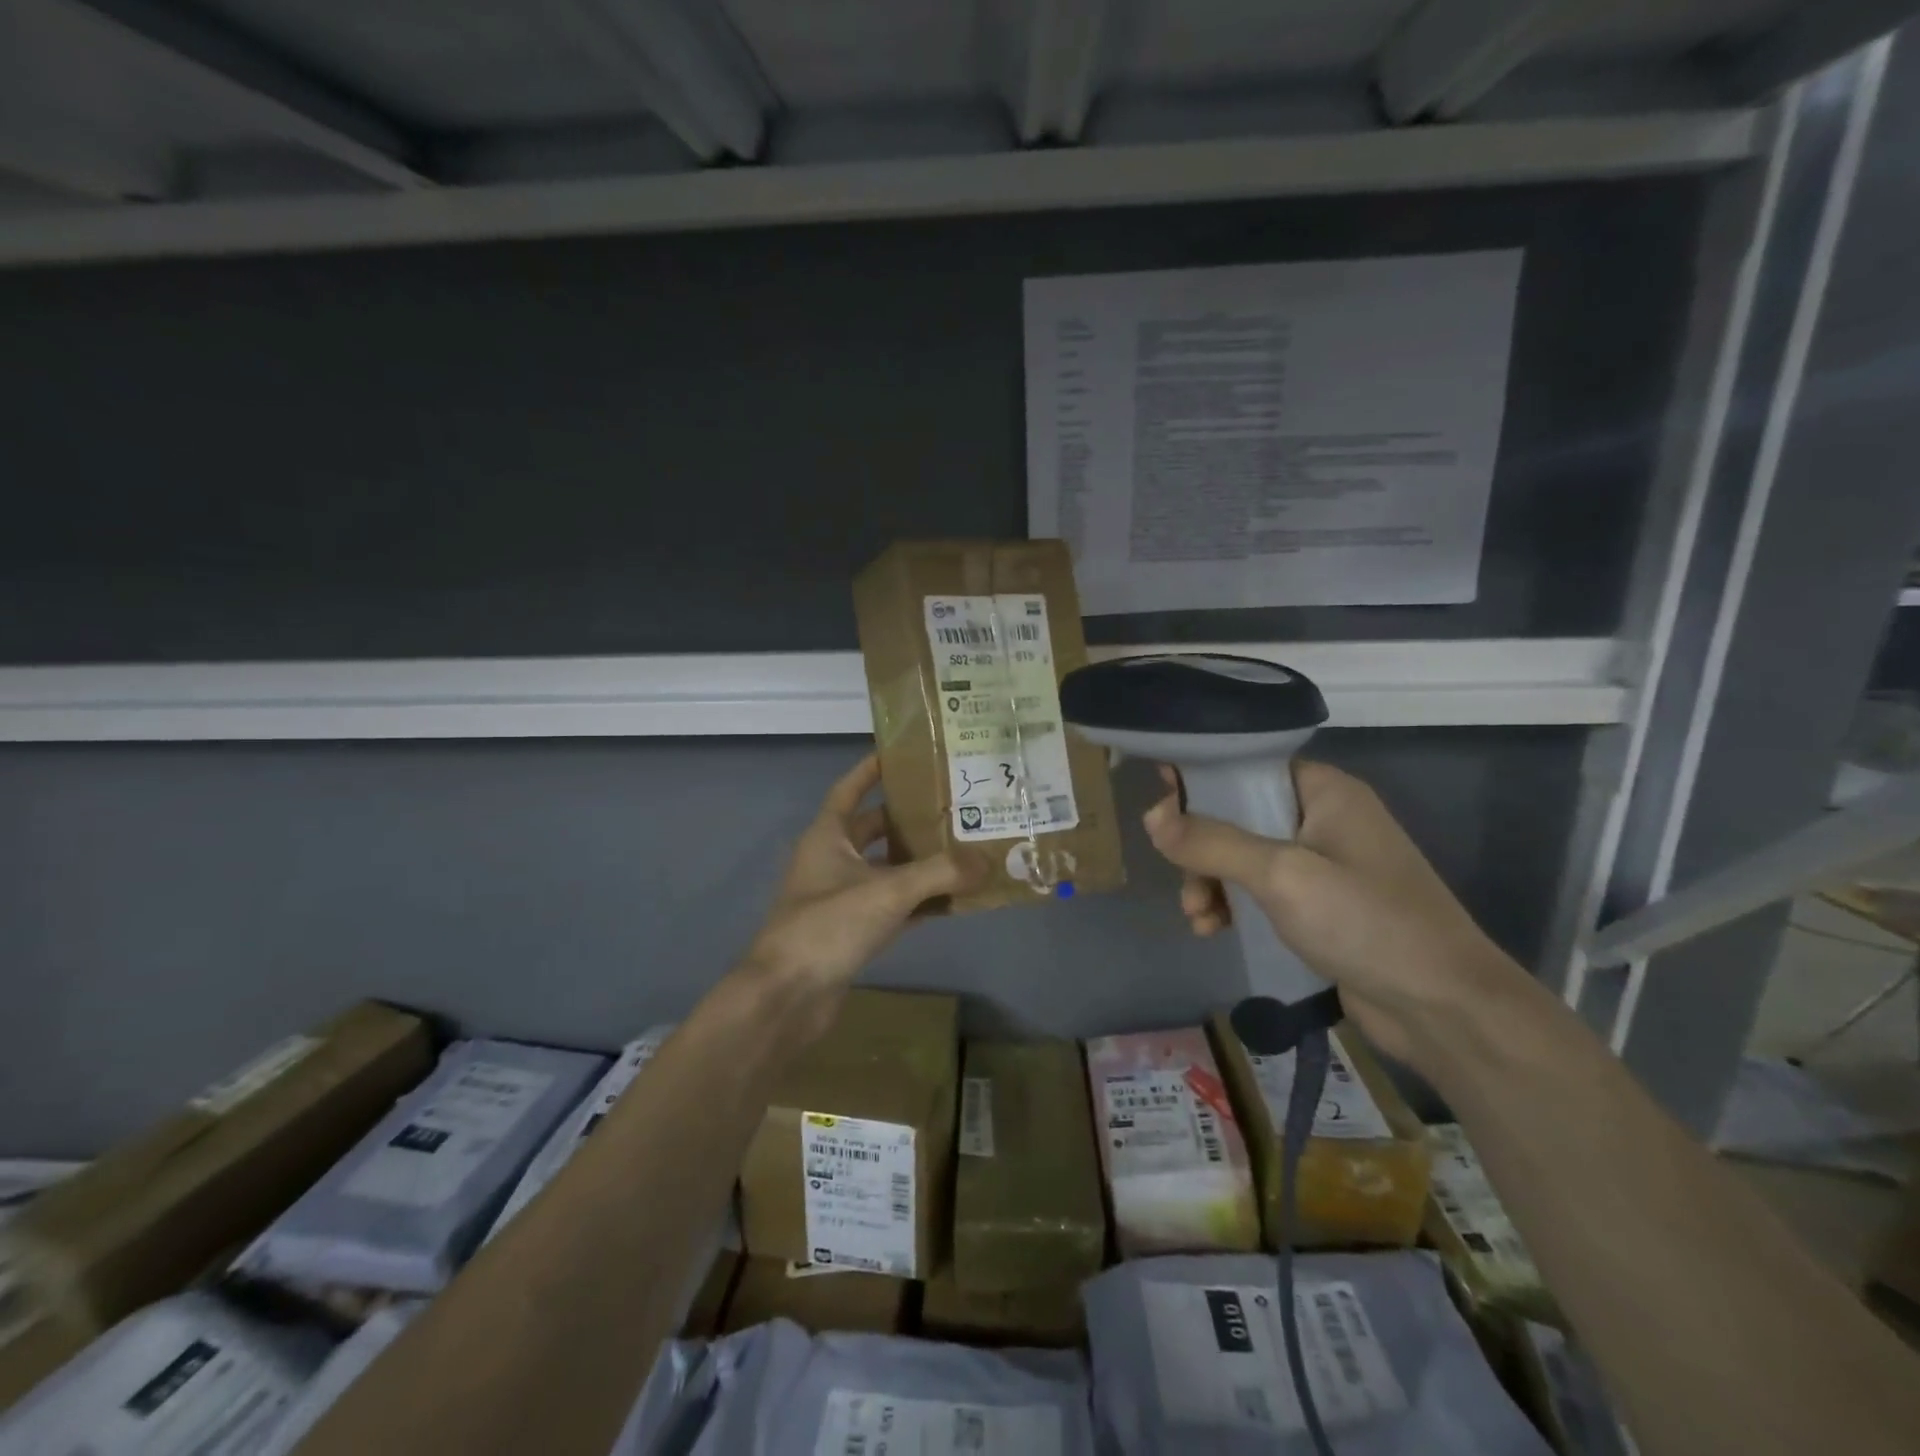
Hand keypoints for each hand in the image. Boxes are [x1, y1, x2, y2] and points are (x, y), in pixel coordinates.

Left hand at [741, 754, 978, 1039]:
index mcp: (827, 836)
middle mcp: (832, 861)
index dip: (872, 770)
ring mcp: (840, 898)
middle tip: (952, 805)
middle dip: (909, 817)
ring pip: (886, 869)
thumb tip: (988, 859)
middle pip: (874, 829)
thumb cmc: (828, 926)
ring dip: (919, 861)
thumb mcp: (887, 891)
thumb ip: (940, 873)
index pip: (849, 789)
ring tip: (963, 847)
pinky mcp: (852, 931)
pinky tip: (953, 899)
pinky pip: (892, 906)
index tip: (904, 753)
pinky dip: (919, 901)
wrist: (787, 997)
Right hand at [1144, 759, 1529, 1068]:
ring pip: (1243, 858)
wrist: (1444, 1008)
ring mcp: (1324, 866)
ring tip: (1198, 917)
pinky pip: (1261, 892)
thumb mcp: (1281, 874)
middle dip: (1201, 848)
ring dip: (1211, 882)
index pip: (1248, 766)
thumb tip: (1152, 817)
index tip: (1160, 802)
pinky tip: (1214, 931)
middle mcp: (1324, 819)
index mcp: (1324, 791)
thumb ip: (1212, 842)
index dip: (1202, 780)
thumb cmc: (1366, 921)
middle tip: (1182, 877)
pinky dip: (1233, 905)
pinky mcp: (1321, 907)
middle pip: (1238, 815)